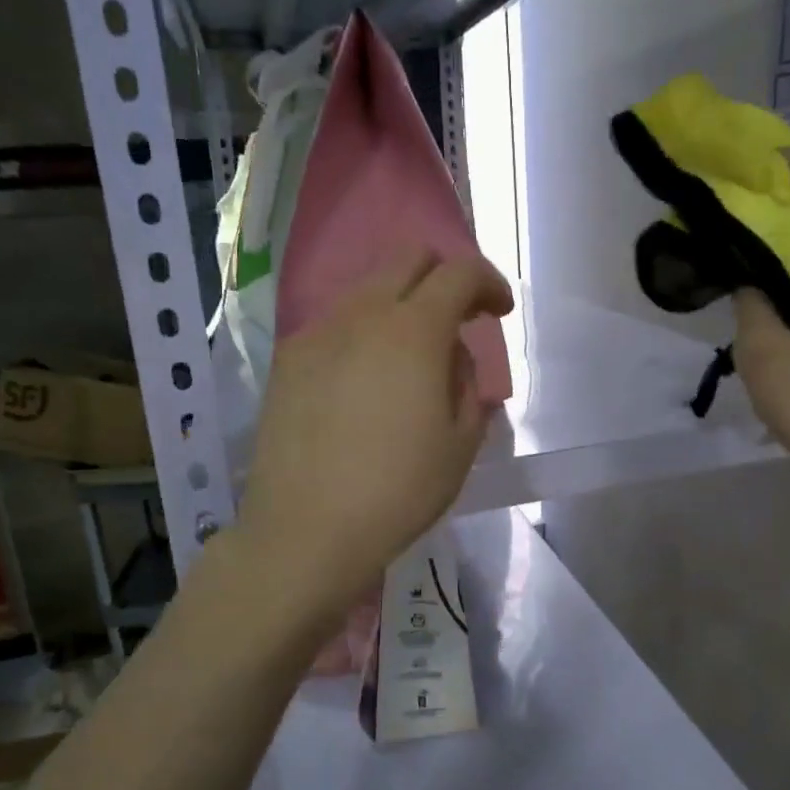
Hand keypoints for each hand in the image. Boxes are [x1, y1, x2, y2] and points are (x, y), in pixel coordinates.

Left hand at [238, 249, 513, 600]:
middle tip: (459, 320)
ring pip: (368, 289)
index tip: (500, 312)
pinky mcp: (288, 360)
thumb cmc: (399, 491)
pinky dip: (364, 332)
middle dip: (444, 277)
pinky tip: (365, 380)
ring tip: (410, 358)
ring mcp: (318, 333)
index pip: (459, 273)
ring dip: (401, 305)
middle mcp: (362, 315)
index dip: (489, 283)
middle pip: (408, 260)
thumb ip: (466, 383)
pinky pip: (336, 323)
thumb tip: (451, 357)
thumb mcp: (461, 443)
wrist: (306, 530)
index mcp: (413, 331)